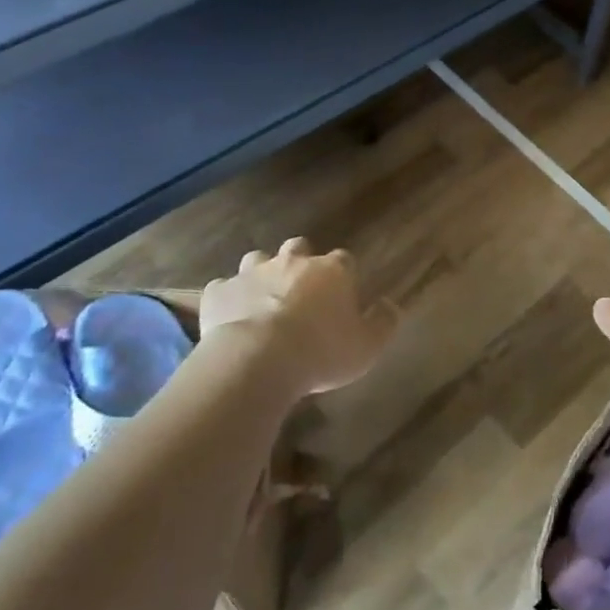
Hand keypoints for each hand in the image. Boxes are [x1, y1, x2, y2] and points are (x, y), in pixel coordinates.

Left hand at [199, 238, 395, 394]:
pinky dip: (227, 298)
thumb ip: (383, 323)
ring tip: (262, 299)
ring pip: (257, 259)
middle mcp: (293, 262)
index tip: (342, 294)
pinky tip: (229, 317)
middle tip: (300, 291)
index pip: (344, 260)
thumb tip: (390, 305)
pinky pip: (223, 289)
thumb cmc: (320, 353)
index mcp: (331, 271)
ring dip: (261, 274)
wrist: (256, 361)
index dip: (343, 275)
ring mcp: (252, 274)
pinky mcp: (219, 292)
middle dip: (300, 262)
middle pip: (299, 248)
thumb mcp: (367, 347)